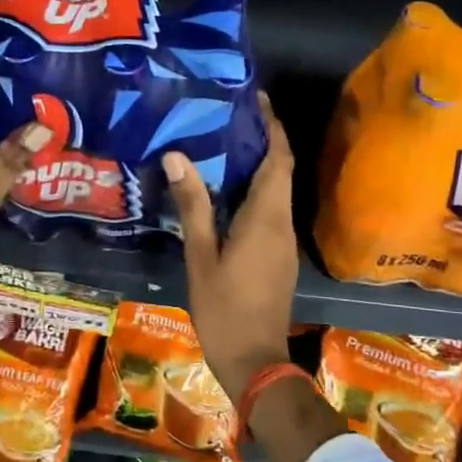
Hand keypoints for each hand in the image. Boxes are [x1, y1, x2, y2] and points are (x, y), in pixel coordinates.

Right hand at [162, 93, 297, 402]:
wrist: (255, 362)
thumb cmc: (224, 309)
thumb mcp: (200, 257)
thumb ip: (193, 206)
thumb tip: (178, 156)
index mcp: (266, 218)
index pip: (278, 160)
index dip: (272, 127)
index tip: (256, 100)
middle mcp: (282, 224)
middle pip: (280, 171)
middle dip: (262, 140)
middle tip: (228, 116)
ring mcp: (283, 242)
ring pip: (276, 191)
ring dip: (257, 165)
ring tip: (221, 144)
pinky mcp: (278, 256)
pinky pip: (270, 211)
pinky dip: (254, 191)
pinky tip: (225, 191)